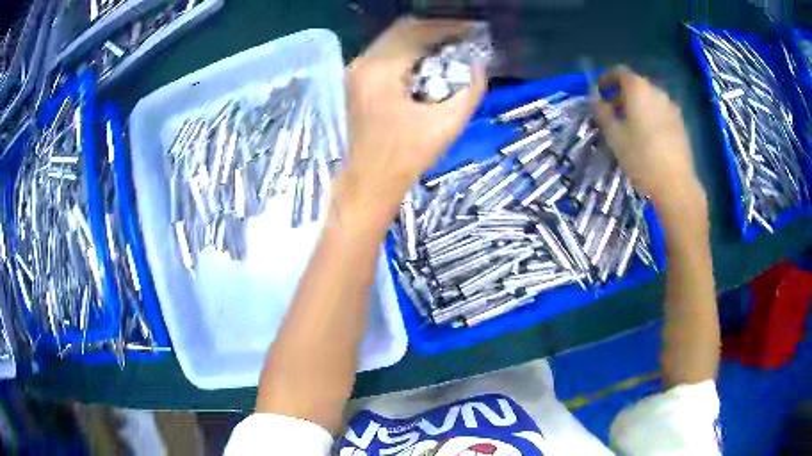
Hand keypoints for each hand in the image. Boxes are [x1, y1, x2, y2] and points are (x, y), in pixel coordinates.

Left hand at [335, 17, 486, 227]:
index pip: (416, 32)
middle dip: (437, 30)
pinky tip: (431, 59)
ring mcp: (357, 71)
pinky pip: (387, 52)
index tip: (473, 29)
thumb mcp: (447, 125)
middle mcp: (363, 63)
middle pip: (403, 30)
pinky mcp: (358, 80)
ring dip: (424, 39)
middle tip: (465, 35)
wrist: (370, 181)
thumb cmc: (407, 157)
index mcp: (380, 71)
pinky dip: (411, 50)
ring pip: (394, 39)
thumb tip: (480, 64)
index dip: (448, 27)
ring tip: (453, 44)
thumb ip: (471, 91)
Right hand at [592, 66, 704, 211]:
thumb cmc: (641, 157)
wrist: (676, 184)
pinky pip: (661, 111)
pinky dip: (651, 116)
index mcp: (638, 88)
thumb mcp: (614, 135)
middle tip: (613, 114)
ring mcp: (671, 106)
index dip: (606, 79)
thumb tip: (593, 96)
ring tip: (631, 127)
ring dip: (638, 106)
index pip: (618, 71)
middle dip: (622, 94)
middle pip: (635, 84)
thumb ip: (601, 111)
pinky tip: (649, 136)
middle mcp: (656, 90)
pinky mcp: (680, 123)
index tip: (599, 94)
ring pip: (649, 98)